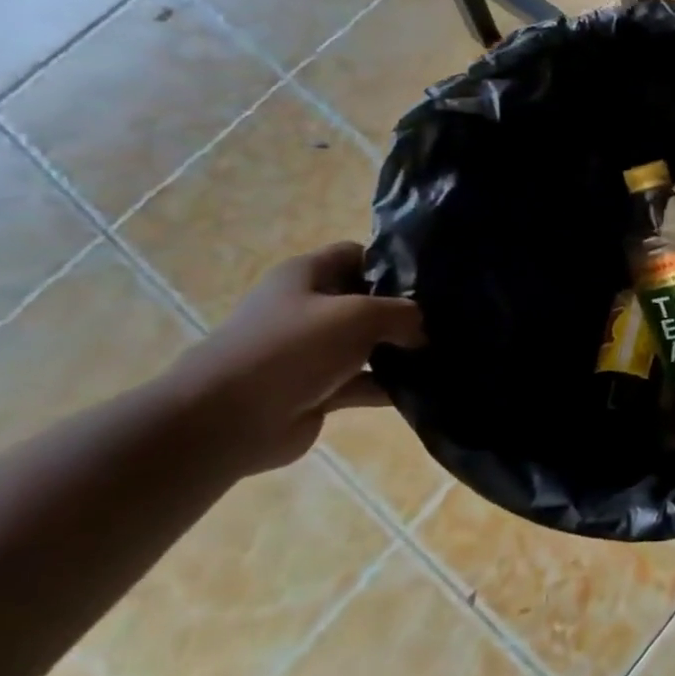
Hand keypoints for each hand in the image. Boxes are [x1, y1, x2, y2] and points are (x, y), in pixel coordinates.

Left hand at [164, 243, 424, 476]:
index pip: (358, 255)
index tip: (433, 280)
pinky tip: (426, 388)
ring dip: (401, 351)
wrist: (225, 420)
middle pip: (367, 301)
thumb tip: (422, 330)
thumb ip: (402, 313)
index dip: (394, 262)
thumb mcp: (358, 315)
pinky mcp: (317, 390)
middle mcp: (308, 308)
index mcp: (306, 275)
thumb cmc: (290, 349)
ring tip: (446, 354)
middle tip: (449, 319)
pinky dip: (390, 386)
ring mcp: (311, 351)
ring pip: (368, 344)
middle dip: (405, 311)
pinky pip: (364, 382)